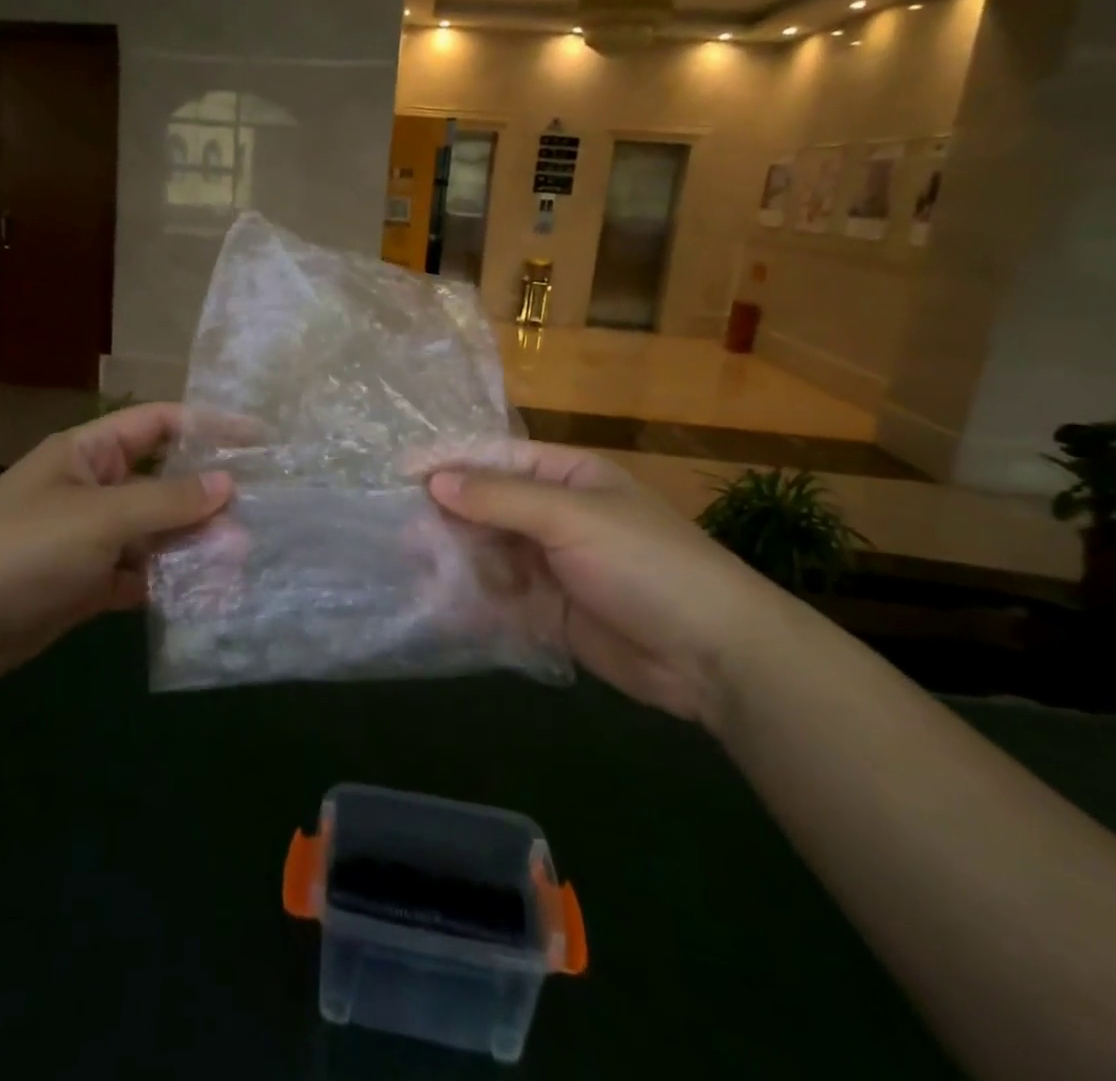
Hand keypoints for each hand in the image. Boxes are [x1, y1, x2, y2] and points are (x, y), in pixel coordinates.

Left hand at [0, 403, 231, 687]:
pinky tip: (207, 595)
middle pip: (164, 481)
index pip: (160, 424)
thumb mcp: (99, 518)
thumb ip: (166, 502)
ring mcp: (92, 538)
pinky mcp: (89, 583)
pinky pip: (141, 574)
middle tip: (259, 515)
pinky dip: (170, 583)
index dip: (209, 425)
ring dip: (194, 544)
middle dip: (208, 497)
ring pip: (157, 532)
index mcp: (90, 453)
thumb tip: (228, 484)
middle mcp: (95, 488)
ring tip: (241, 560)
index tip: (258, 439)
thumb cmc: (21, 551)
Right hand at [420, 441, 791, 726]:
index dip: (450, 463)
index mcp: (566, 477)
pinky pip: (499, 600)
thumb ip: (500, 499)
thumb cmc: (646, 563)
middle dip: (447, 520)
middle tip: (405, 536)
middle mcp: (554, 516)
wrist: (714, 655)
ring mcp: (550, 566)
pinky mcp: (549, 613)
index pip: (496, 459)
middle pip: (486, 508)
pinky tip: (443, 609)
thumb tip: (435, 480)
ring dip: (455, 563)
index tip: (401, 473)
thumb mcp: (572, 518)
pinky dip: (472, 603)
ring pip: (487, 555)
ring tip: (420, 574)